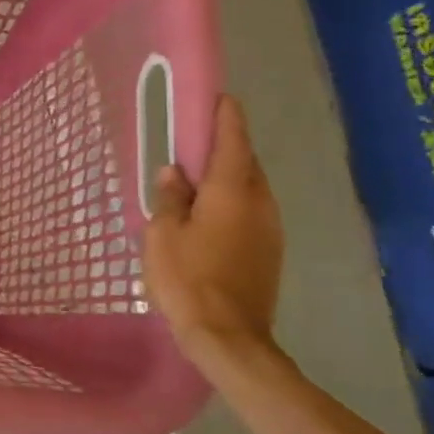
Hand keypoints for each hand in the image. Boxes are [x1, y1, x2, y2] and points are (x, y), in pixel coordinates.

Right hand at [143, 95, 283, 361]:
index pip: (233, 140)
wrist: (228, 336)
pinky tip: (209, 215)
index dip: (226, 116)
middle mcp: (259, 202)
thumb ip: (169, 198)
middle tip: (197, 140)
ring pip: (251, 189)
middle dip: (226, 147)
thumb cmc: (188, 277)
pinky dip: (233, 202)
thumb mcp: (163, 234)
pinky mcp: (270, 251)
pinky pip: (251, 212)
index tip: (219, 97)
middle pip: (246, 163)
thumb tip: (174, 173)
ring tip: (198, 179)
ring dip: (229, 177)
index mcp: (232, 190)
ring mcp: (270, 228)